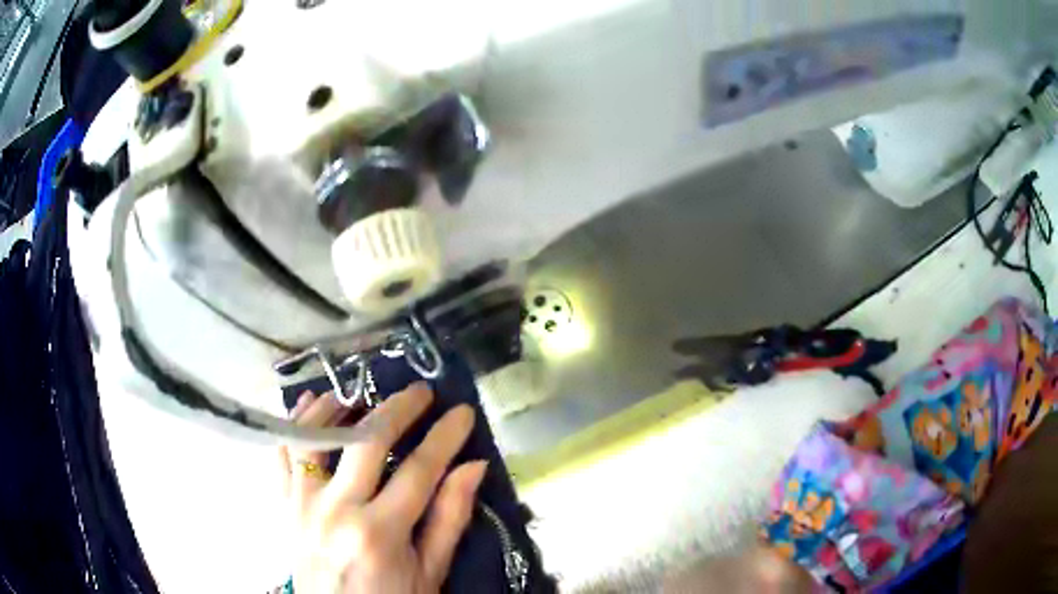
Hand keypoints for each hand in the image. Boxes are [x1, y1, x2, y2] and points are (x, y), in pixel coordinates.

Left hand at [279, 383, 487, 592]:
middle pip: (366, 441)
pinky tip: (312, 405)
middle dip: (399, 407)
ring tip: (360, 392)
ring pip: (313, 435)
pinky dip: (296, 422)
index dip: (445, 436)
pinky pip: (282, 453)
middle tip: (421, 391)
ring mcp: (301, 504)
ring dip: (337, 405)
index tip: (463, 412)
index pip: (418, 470)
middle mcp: (336, 511)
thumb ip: (449, 519)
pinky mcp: (283, 505)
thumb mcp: (430, 572)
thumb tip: (473, 466)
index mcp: (379, 534)